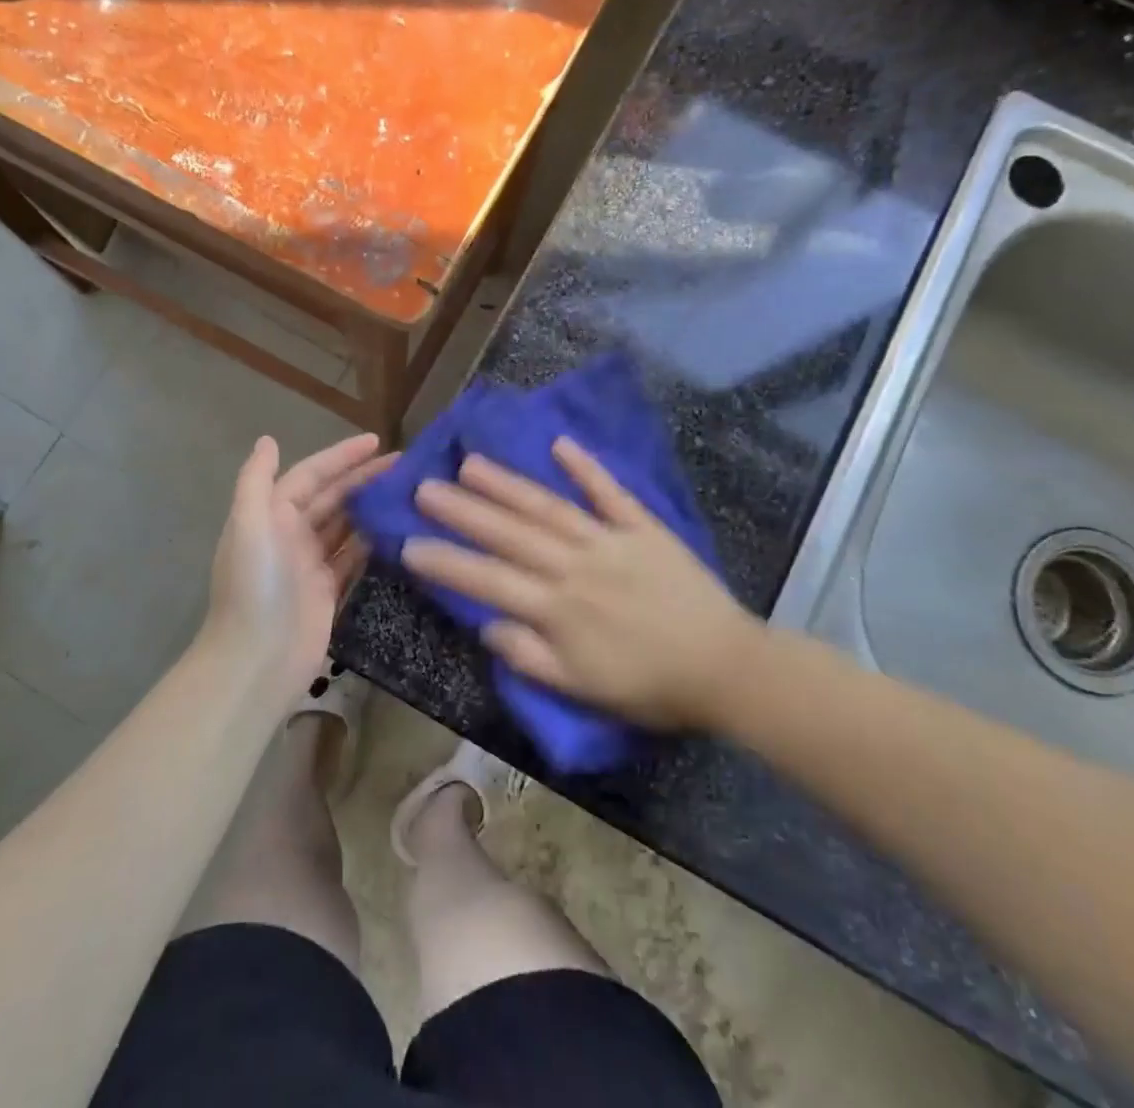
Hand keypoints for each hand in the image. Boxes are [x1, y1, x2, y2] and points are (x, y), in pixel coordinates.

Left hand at [202, 432, 391, 707]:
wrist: (256, 661)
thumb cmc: (254, 587)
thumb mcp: (248, 526)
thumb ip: (256, 481)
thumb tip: (267, 440)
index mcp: (272, 515)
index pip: (312, 475)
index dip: (342, 457)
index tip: (377, 441)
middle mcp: (291, 534)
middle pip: (333, 497)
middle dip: (364, 478)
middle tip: (405, 465)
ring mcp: (311, 564)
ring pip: (347, 525)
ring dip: (372, 507)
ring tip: (409, 492)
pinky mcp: (328, 591)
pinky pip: (354, 557)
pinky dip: (373, 542)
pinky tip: (399, 530)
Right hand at [401, 438, 760, 731]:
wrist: (725, 669)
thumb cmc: (650, 686)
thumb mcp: (583, 690)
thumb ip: (530, 657)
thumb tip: (486, 624)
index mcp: (558, 610)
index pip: (489, 580)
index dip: (446, 562)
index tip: (408, 543)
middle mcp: (575, 566)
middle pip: (511, 534)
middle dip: (464, 511)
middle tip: (425, 487)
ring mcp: (609, 541)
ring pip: (549, 508)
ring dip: (508, 484)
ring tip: (471, 462)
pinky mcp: (643, 528)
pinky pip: (611, 494)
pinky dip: (585, 468)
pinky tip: (560, 444)